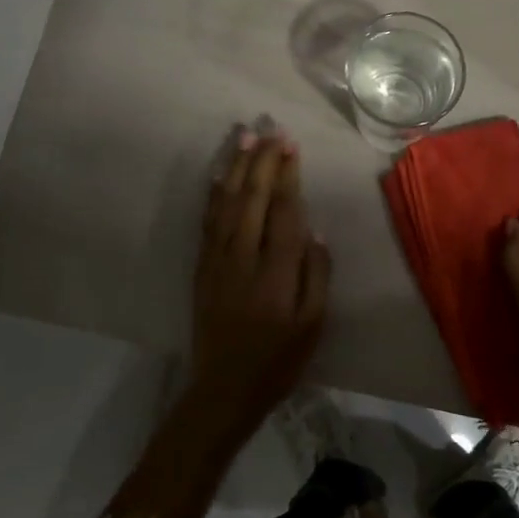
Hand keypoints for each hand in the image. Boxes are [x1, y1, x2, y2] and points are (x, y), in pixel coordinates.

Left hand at [190, 129, 330, 428]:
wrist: (223, 388)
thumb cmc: (277, 359)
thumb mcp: (313, 325)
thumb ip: (316, 275)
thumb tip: (314, 232)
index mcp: (275, 272)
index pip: (282, 211)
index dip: (287, 175)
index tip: (291, 146)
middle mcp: (242, 257)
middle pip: (252, 197)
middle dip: (262, 160)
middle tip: (271, 129)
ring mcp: (217, 259)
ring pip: (226, 202)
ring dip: (236, 167)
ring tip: (244, 136)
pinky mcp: (202, 266)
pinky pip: (207, 219)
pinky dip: (214, 192)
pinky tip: (218, 173)